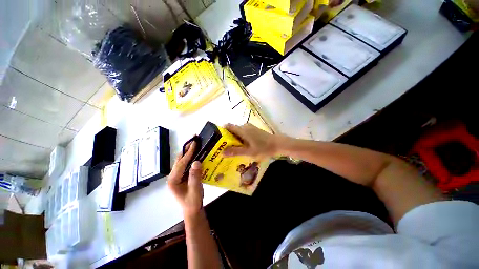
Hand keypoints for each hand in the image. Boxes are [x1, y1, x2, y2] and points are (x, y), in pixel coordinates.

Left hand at [168, 141, 203, 216]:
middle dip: (187, 149)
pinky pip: (186, 164)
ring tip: (196, 143)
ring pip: (182, 160)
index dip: (188, 153)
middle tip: (194, 139)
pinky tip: (196, 153)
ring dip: (189, 152)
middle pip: (180, 159)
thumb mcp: (195, 190)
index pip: (181, 163)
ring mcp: (177, 175)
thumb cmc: (193, 202)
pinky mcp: (182, 175)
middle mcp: (173, 176)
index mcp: (173, 180)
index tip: (194, 142)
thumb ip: (195, 176)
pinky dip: (191, 157)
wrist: (192, 210)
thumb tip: (197, 161)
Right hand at [223, 123, 278, 158]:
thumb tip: (221, 152)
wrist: (278, 144)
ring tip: (232, 149)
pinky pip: (243, 133)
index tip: (218, 140)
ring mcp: (250, 128)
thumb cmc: (263, 148)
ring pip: (238, 132)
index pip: (228, 126)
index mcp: (242, 130)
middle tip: (224, 148)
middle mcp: (245, 126)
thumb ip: (235, 151)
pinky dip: (240, 139)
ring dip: (234, 139)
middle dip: (227, 138)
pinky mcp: (253, 130)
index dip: (221, 132)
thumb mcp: (248, 152)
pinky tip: (242, 147)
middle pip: (232, 130)